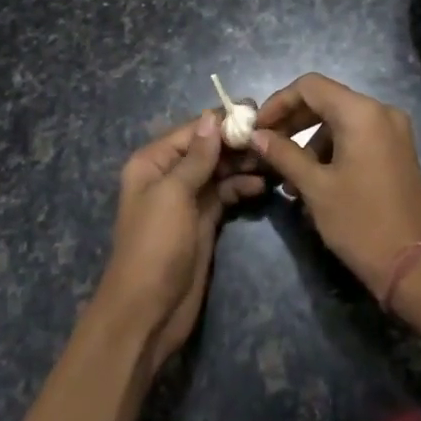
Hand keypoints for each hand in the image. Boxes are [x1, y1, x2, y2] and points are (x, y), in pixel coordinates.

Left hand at [93, 111, 266, 372]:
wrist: (147, 311)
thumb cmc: (154, 244)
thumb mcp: (173, 194)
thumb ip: (196, 157)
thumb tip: (211, 116)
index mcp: (152, 162)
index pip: (191, 131)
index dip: (221, 120)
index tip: (255, 110)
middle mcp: (168, 175)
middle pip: (206, 149)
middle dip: (236, 142)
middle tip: (272, 136)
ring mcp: (187, 200)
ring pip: (218, 171)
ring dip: (242, 164)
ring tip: (273, 159)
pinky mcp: (203, 222)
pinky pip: (224, 194)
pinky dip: (241, 187)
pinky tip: (262, 185)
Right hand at [252, 74, 420, 300]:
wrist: (415, 267)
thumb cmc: (360, 222)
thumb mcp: (315, 187)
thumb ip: (283, 153)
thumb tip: (256, 135)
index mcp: (361, 112)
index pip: (309, 86)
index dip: (278, 102)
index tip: (257, 127)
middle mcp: (381, 111)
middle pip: (326, 100)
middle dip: (292, 121)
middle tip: (266, 146)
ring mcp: (393, 131)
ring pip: (340, 120)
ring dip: (310, 140)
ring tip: (288, 176)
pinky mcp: (397, 151)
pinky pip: (357, 136)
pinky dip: (332, 150)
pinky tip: (314, 181)